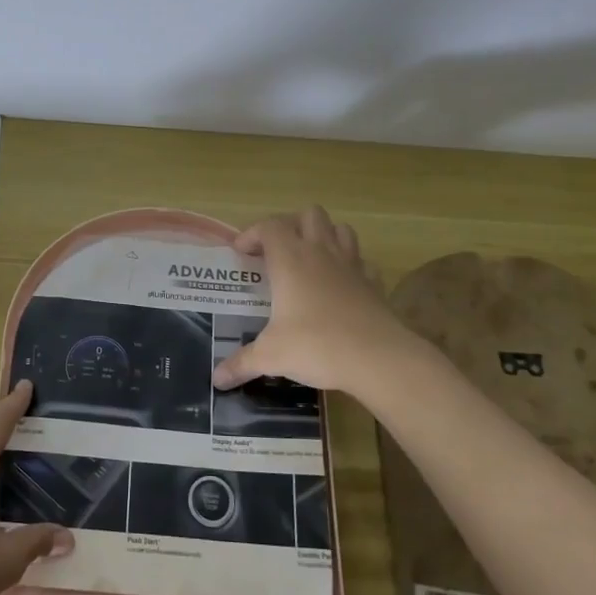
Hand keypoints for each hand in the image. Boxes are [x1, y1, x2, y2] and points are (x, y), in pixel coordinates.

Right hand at [213, 205, 413, 395]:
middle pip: (309, 214)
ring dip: (324, 235)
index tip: (241, 253)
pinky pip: (362, 260)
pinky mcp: (374, 282)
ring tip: (310, 258)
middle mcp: (321, 252)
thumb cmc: (317, 346)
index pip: (269, 226)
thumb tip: (217, 380)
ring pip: (340, 228)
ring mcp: (352, 264)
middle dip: (291, 225)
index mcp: (290, 260)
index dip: (252, 233)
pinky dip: (350, 264)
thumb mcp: (271, 356)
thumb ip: (242, 364)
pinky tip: (341, 284)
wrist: (378, 358)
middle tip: (277, 250)